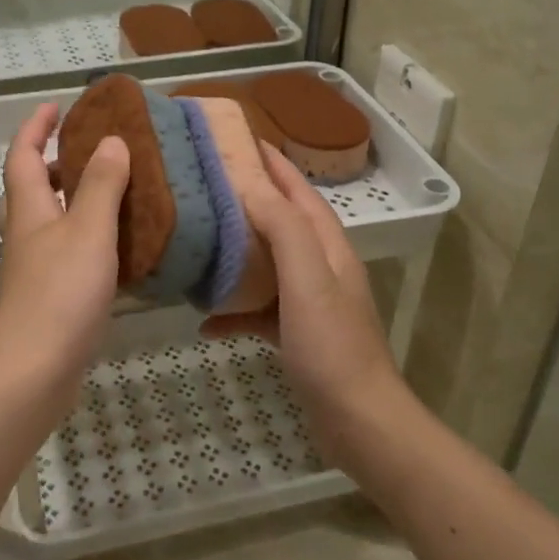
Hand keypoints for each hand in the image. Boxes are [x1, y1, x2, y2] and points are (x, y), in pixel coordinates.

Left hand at [0, 103, 128, 404]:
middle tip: (94, 149)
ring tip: (114, 191)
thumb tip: (112, 140)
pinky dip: (87, 235)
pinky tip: (117, 244)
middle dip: (57, 161)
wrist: (34, 368)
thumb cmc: (60, 291)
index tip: (57, 105)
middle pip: (32, 185)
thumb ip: (102, 185)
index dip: (36, 126)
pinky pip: (67, 249)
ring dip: (74, 198)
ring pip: (50, 218)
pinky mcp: (48, 293)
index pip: (24, 154)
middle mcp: (25, 231)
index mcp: (28, 208)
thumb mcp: (89, 230)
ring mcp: (34, 265)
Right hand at [202, 144, 404, 460]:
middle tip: (209, 184)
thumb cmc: (331, 346)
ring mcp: (310, 302)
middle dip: (250, 199)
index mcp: (328, 246)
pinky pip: (260, 310)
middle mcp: (321, 267)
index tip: (240, 139)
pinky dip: (235, 310)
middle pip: (283, 222)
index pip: (299, 191)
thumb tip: (253, 187)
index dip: (274, 163)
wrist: (357, 420)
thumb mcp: (307, 279)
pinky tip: (205, 320)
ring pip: (269, 263)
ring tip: (200, 239)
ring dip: (239, 251)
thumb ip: (284, 230)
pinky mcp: (298, 335)